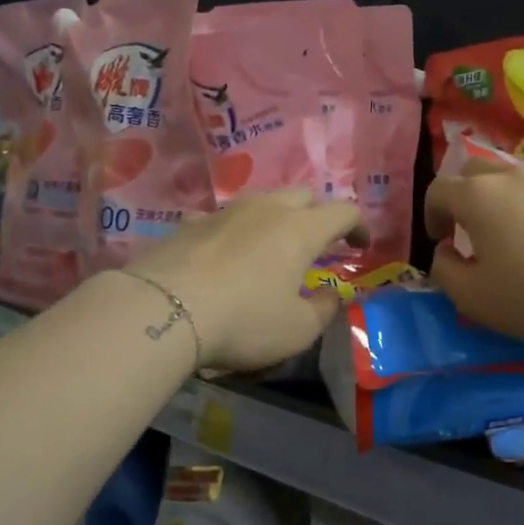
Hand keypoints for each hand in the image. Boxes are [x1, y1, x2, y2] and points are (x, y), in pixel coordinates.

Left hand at [126, 190, 365, 371]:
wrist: (162, 311)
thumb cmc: (244, 320)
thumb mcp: (298, 329)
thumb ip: (324, 309)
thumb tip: (332, 295)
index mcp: (301, 229)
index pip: (343, 211)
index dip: (358, 226)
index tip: (360, 247)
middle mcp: (266, 209)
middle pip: (303, 195)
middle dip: (318, 214)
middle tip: (319, 243)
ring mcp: (225, 212)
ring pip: (262, 201)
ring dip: (276, 218)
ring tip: (272, 247)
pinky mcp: (190, 224)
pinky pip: (223, 217)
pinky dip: (236, 230)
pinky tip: (226, 252)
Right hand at [424, 159, 523, 344]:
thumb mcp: (471, 297)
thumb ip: (444, 270)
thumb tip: (445, 252)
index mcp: (478, 196)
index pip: (439, 189)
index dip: (432, 214)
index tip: (442, 241)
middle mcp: (513, 177)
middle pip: (475, 171)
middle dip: (464, 195)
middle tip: (471, 229)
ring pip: (517, 178)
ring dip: (504, 199)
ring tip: (515, 234)